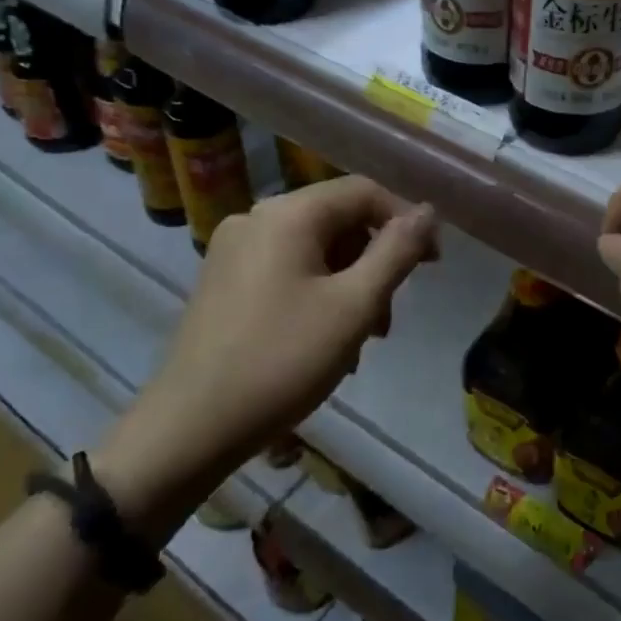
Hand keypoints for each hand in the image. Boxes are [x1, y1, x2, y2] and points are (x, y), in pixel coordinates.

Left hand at [96, 176, 437, 536]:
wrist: (189, 428)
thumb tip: (428, 211)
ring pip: (315, 250)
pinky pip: (287, 270)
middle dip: (374, 264)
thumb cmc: (282, 360)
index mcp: (289, 214)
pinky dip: (317, 295)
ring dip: (348, 286)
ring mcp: (234, 250)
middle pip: (339, 221)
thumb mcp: (355, 306)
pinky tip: (323, 343)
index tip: (432, 266)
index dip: (406, 221)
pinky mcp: (223, 281)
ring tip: (358, 342)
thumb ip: (397, 251)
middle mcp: (257, 218)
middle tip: (387, 321)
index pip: (364, 192)